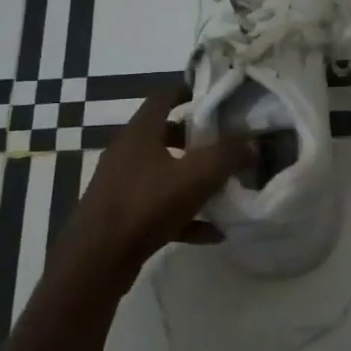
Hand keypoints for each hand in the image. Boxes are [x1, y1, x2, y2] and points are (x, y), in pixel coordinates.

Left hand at [55, 88, 249, 280]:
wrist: (98, 260)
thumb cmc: (146, 204)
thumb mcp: (196, 175)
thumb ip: (228, 155)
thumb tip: (251, 144)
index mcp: (140, 132)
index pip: (163, 97)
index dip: (189, 90)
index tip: (216, 96)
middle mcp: (127, 153)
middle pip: (165, 135)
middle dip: (196, 138)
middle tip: (226, 143)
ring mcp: (122, 185)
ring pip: (163, 173)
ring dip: (191, 179)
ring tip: (223, 187)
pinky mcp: (122, 216)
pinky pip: (160, 209)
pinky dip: (186, 216)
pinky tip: (213, 232)